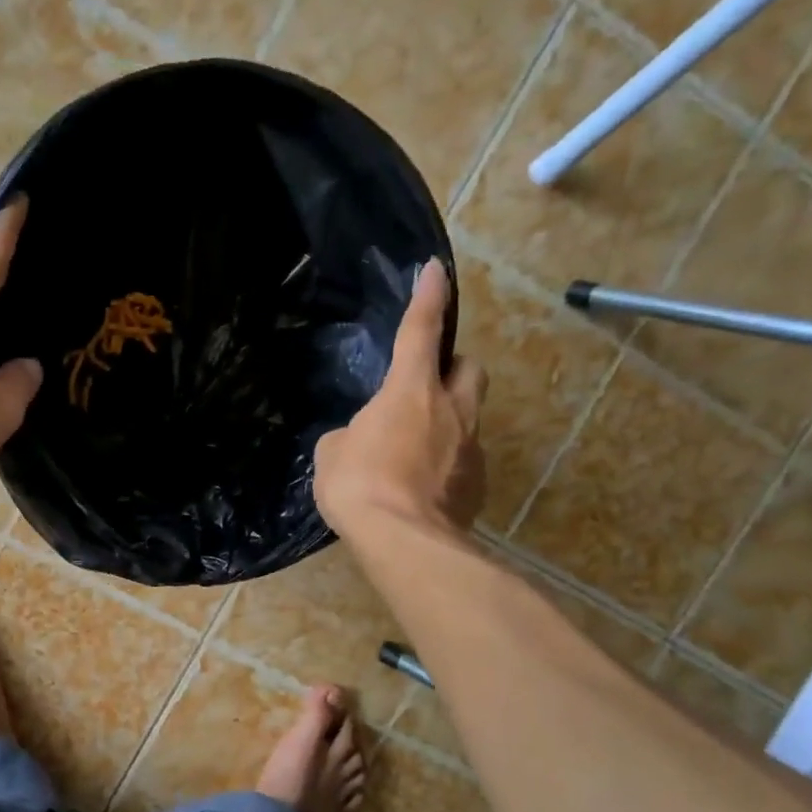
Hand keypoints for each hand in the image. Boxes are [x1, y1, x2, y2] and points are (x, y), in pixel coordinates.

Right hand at [314, 258, 487, 537]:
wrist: (403, 541)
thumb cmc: (359, 485)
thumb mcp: (333, 453)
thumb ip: (351, 436)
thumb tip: (361, 441)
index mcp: (411, 391)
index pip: (421, 331)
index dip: (428, 298)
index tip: (436, 270)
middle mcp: (451, 411)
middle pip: (470, 369)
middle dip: (453, 367)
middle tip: (428, 385)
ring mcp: (472, 449)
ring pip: (469, 418)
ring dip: (447, 422)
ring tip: (414, 452)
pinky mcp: (479, 485)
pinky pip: (465, 461)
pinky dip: (447, 465)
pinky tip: (423, 488)